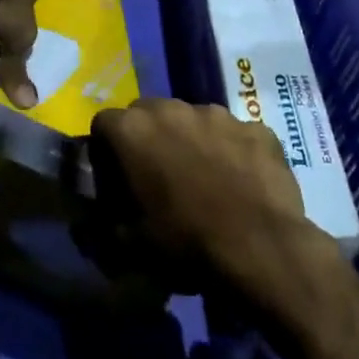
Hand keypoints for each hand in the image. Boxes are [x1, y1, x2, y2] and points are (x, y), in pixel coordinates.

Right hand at [88, 98, 305, 282]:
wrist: (261, 250)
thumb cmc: (186, 243)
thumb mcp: (131, 244)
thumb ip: (107, 222)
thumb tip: (96, 221)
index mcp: (134, 130)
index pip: (104, 123)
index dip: (106, 150)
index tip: (116, 177)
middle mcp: (173, 109)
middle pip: (148, 112)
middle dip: (149, 137)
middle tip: (159, 175)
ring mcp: (219, 114)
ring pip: (194, 119)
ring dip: (191, 140)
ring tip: (205, 178)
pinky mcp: (257, 128)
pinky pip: (235, 135)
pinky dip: (232, 151)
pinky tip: (242, 183)